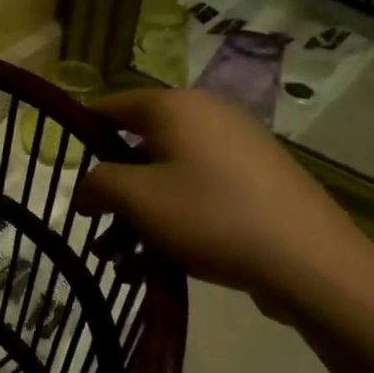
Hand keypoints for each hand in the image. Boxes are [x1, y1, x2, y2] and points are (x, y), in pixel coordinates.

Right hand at [72, 90, 372, 306]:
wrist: (311, 261)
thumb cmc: (210, 216)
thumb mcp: (137, 199)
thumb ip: (97, 184)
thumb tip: (86, 189)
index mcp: (175, 108)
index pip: (112, 107)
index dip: (81, 134)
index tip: (62, 168)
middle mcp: (206, 117)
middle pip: (139, 148)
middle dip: (112, 192)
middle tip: (93, 228)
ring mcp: (236, 150)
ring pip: (167, 178)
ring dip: (137, 217)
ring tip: (119, 262)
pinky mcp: (256, 183)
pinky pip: (198, 194)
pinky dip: (173, 222)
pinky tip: (156, 265)